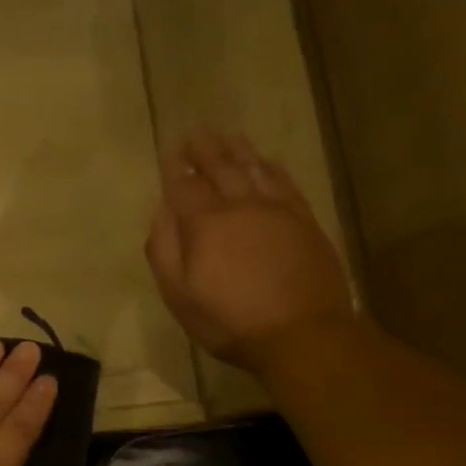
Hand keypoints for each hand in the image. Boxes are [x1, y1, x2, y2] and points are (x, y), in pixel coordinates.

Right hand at [145, 129, 355, 371]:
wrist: (302, 334)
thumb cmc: (229, 320)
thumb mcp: (179, 294)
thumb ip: (164, 249)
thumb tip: (161, 213)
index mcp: (205, 223)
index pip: (184, 185)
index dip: (174, 166)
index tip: (169, 148)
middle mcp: (240, 206)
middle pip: (220, 168)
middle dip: (204, 148)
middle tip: (195, 131)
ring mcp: (277, 211)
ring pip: (254, 169)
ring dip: (238, 150)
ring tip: (228, 135)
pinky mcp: (304, 221)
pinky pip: (285, 183)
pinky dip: (272, 168)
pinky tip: (266, 161)